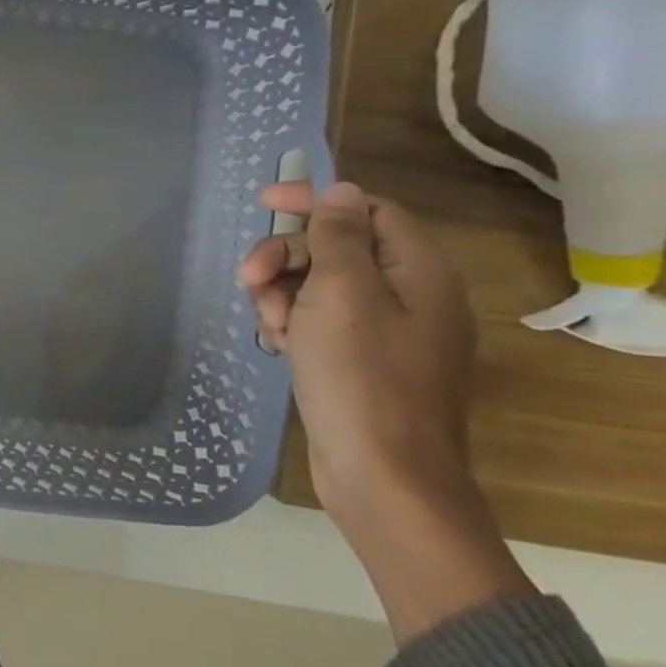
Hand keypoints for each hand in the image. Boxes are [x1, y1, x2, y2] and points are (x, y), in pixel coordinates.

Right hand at [241, 180, 534, 641]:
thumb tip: (341, 192)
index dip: (316, 200)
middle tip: (247, 278)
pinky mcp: (362, 362)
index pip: (368, 211)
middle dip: (285, 256)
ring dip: (281, 292)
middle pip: (337, 249)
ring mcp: (386, 333)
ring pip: (320, 286)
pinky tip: (277, 343)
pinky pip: (320, 321)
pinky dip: (292, 322)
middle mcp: (410, 297)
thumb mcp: (342, 294)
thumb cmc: (361, 376)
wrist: (383, 474)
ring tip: (267, 324)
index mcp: (418, 273)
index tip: (261, 203)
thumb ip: (339, 238)